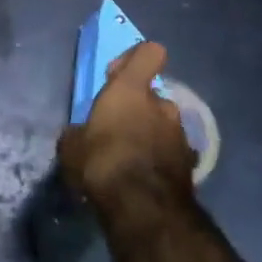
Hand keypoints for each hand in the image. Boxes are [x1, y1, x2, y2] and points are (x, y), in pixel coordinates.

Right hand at [57, 41, 196, 209]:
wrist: (143, 208)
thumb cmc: (101, 163)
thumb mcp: (71, 146)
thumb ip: (79, 132)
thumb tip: (81, 134)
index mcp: (131, 91)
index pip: (149, 53)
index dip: (136, 59)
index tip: (118, 75)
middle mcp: (162, 105)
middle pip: (152, 96)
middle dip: (138, 109)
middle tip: (116, 131)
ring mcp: (180, 133)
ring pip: (163, 124)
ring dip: (149, 134)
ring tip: (130, 158)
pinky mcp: (190, 161)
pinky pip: (170, 150)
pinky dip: (160, 158)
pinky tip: (144, 177)